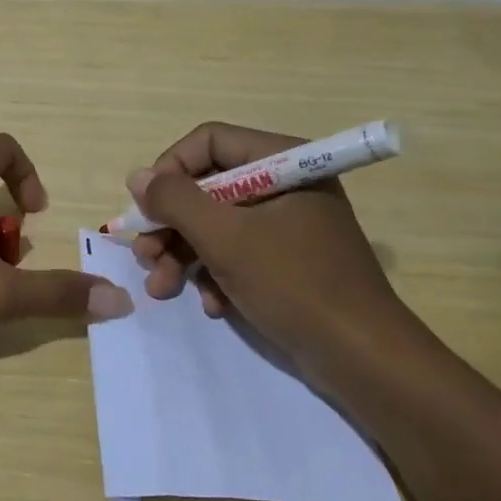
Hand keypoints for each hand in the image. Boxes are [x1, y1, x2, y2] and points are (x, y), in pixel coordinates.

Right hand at [127, 122, 430, 382]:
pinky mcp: (287, 261)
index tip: (146, 206)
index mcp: (282, 162)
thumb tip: (137, 176)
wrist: (363, 359)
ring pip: (216, 224)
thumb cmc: (294, 284)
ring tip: (162, 289)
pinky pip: (238, 253)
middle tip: (145, 256)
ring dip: (183, 255)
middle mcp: (285, 184)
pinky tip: (212, 306)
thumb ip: (176, 201)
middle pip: (208, 186)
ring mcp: (287, 224)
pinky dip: (216, 275)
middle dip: (171, 225)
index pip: (209, 141)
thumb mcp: (225, 238)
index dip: (171, 169)